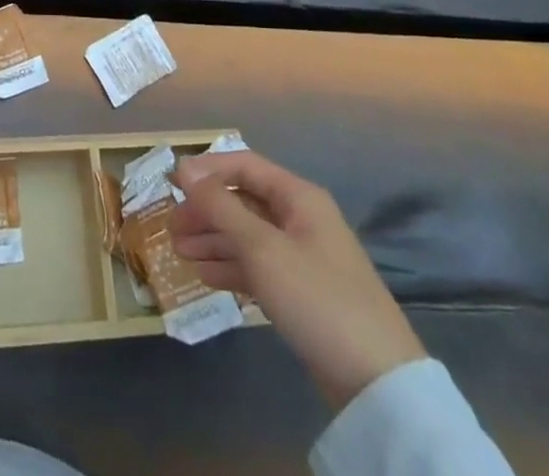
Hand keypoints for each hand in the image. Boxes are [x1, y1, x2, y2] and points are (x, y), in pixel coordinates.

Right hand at [171, 150, 424, 409]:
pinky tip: (204, 275)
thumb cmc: (316, 297)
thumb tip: (185, 170)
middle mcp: (300, 219)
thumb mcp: (261, 247)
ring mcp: (302, 257)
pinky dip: (231, 267)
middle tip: (172, 227)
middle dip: (206, 211)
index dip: (207, 170)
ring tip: (179, 252)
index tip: (172, 183)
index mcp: (298, 197)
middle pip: (243, 201)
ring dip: (213, 240)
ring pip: (247, 236)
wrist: (376, 382)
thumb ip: (220, 206)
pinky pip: (258, 267)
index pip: (244, 166)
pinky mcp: (302, 293)